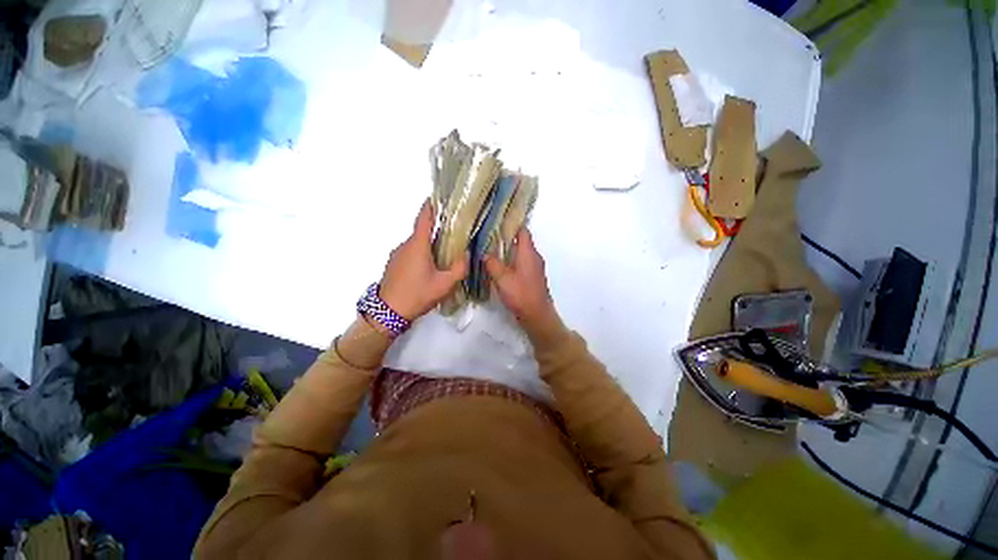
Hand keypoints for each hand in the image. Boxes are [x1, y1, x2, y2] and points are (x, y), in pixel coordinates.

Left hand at [379, 200, 468, 319]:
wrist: (387, 312)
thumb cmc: (417, 294)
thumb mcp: (444, 284)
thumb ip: (459, 268)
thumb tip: (465, 255)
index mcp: (417, 245)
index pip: (424, 218)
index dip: (431, 206)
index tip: (438, 197)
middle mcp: (405, 245)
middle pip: (422, 232)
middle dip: (437, 230)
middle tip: (453, 235)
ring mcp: (397, 254)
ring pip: (416, 244)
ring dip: (429, 245)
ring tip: (443, 255)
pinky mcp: (393, 264)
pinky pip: (410, 253)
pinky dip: (421, 254)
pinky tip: (429, 268)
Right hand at [483, 228, 557, 328]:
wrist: (537, 315)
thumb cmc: (521, 294)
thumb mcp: (502, 278)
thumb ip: (492, 263)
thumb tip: (484, 253)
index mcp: (529, 253)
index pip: (522, 230)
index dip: (511, 223)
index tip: (497, 220)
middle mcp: (534, 257)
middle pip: (521, 240)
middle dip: (506, 237)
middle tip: (488, 235)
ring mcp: (534, 267)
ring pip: (521, 252)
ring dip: (508, 250)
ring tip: (490, 248)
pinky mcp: (532, 277)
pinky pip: (521, 263)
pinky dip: (511, 260)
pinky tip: (499, 265)